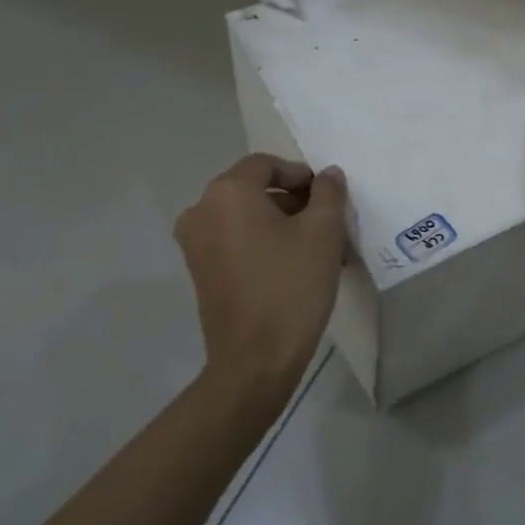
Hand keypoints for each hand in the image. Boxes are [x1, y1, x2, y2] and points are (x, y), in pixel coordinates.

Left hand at [173, 154, 348, 407]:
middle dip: (294, 200)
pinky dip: (263, 242)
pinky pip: (235, 240)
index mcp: (227, 192)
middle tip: (328, 222)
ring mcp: (195, 243)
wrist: (255, 360)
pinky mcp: (200, 271)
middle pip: (254, 189)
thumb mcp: (324, 231)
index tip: (328, 198)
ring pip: (246, 216)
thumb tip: (328, 175)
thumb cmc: (291, 285)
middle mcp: (201, 210)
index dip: (301, 175)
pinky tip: (294, 265)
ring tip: (317, 247)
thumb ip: (329, 193)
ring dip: (282, 223)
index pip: (267, 164)